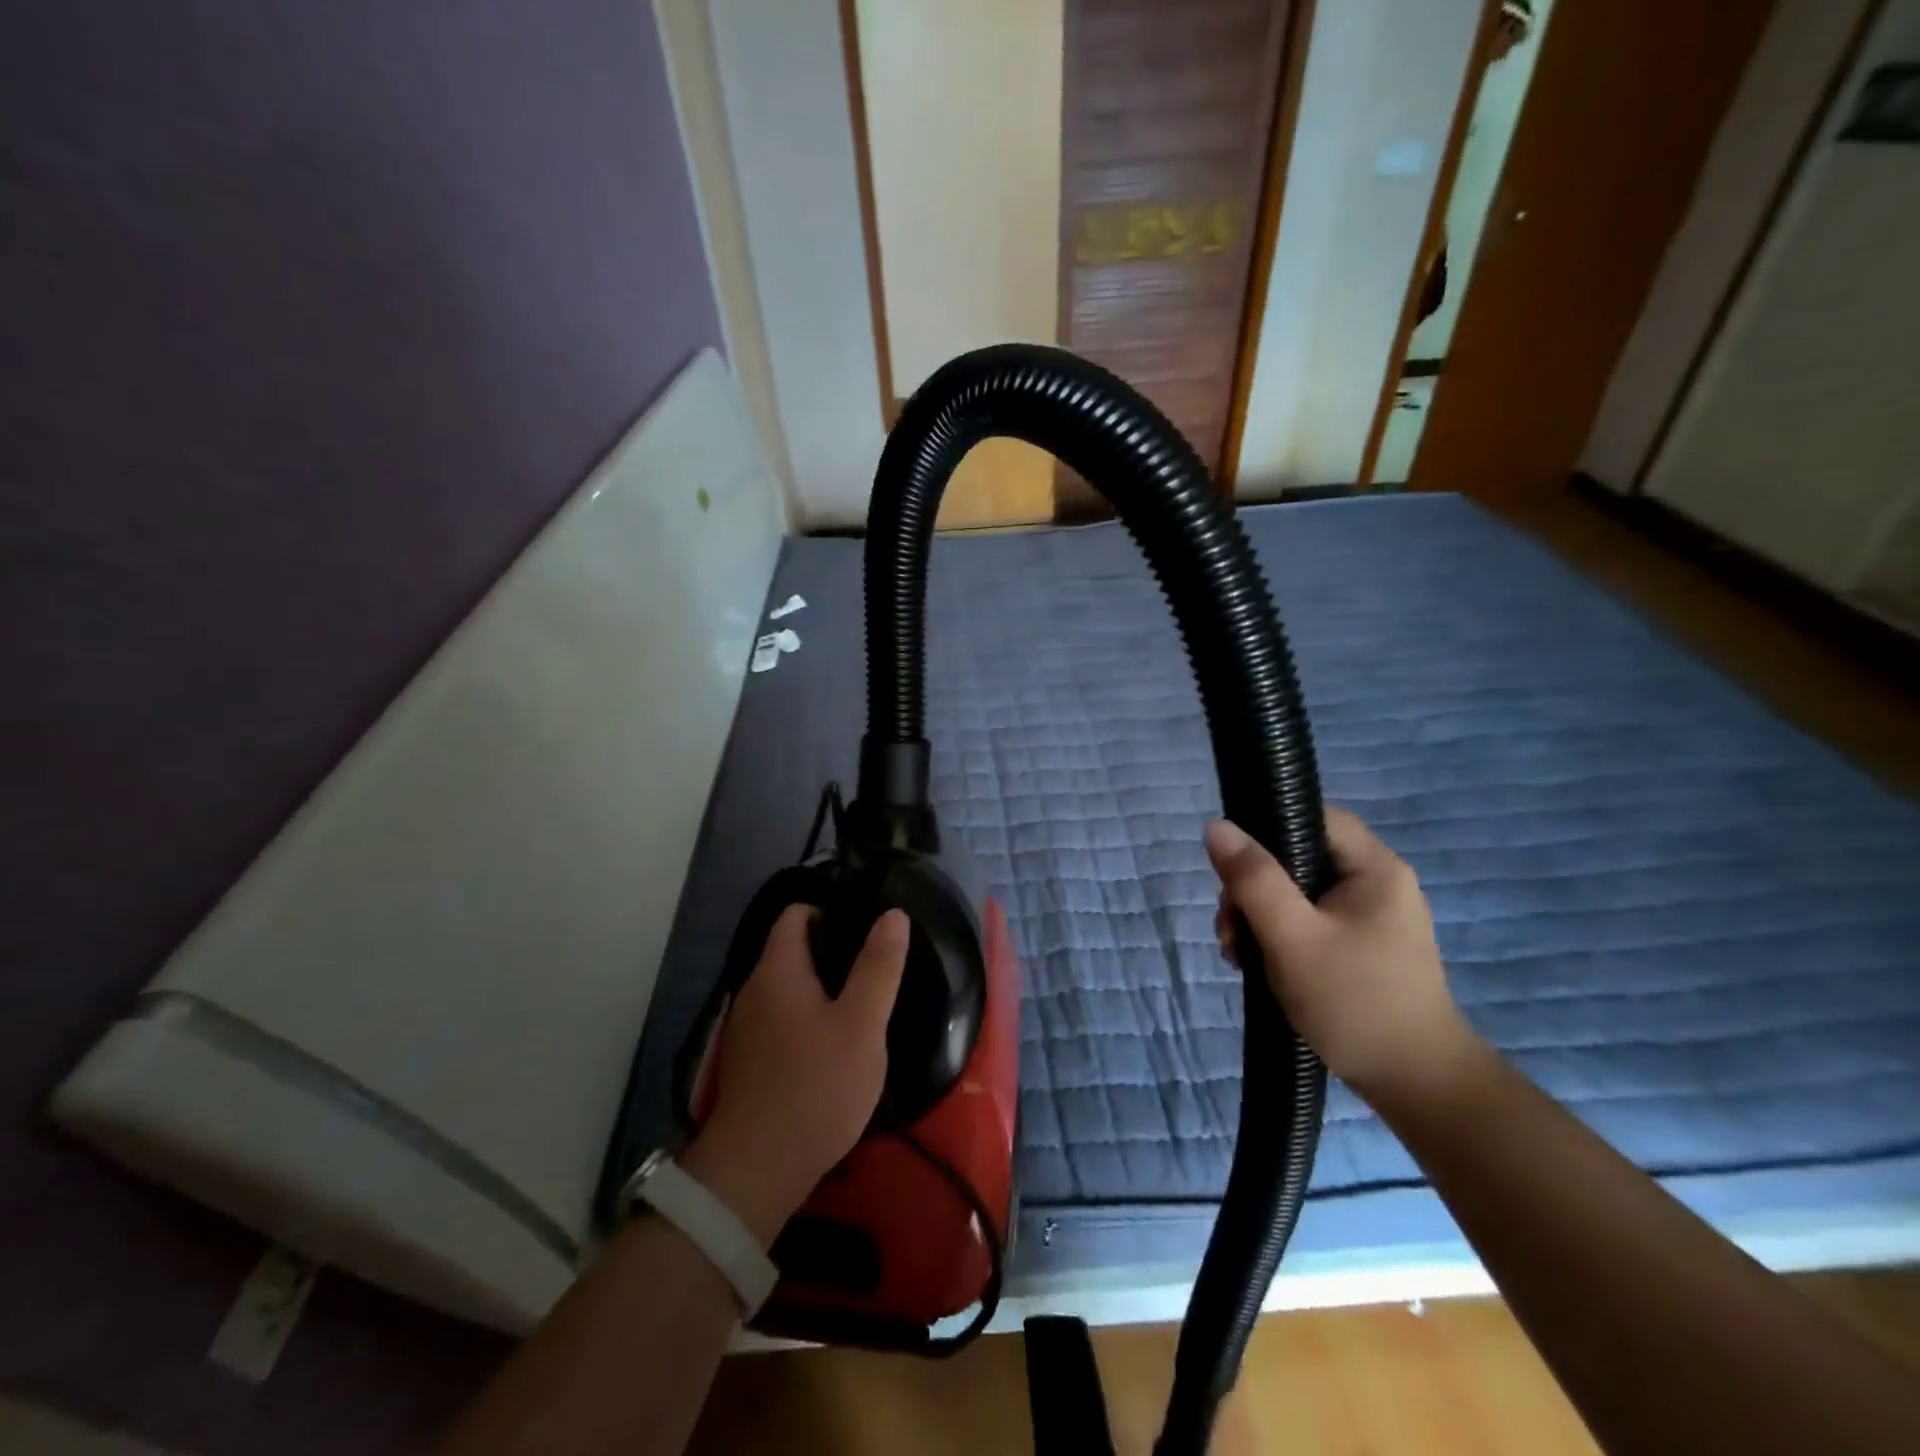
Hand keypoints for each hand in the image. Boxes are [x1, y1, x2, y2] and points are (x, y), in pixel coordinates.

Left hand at [682, 906, 908, 1245]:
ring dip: (823, 988)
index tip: (868, 924)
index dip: (832, 909)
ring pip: (789, 988)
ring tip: (864, 1003)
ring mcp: (746, 1028)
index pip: (796, 913)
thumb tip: (893, 914)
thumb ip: (878, 966)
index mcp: (777, 970)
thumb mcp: (861, 1024)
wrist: (756, 1172)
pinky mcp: (749, 1061)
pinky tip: (836, 1043)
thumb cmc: (816, 1086)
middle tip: (876, 965)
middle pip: (793, 950)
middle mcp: (753, 990)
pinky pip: (782, 1019)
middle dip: (834, 951)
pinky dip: (809, 1018)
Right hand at [1205, 809, 1479, 1107]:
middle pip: (1296, 857)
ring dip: (1257, 917)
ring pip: (1295, 893)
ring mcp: (1369, 917)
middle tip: (1229, 929)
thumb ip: (1252, 879)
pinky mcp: (1360, 946)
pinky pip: (1306, 921)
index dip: (1265, 828)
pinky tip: (1255, 964)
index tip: (1232, 867)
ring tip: (1236, 954)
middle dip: (1251, 888)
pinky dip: (1276, 936)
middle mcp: (1376, 882)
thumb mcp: (1292, 937)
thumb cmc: (1354, 1001)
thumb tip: (1216, 825)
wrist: (1416, 1086)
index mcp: (1373, 867)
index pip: (1312, 816)